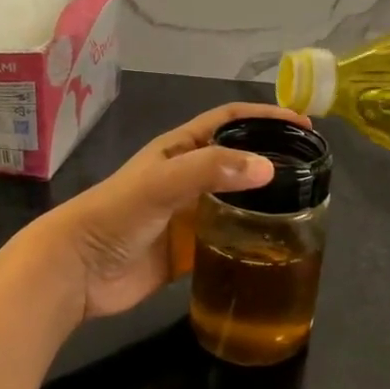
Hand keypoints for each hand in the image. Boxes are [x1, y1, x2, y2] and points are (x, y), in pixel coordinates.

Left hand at [28, 102, 308, 321]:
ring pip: (237, 201)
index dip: (265, 117)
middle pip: (238, 161)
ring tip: (305, 207)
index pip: (230, 121)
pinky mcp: (189, 250)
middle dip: (272, 159)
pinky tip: (275, 246)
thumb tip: (268, 167)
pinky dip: (251, 239)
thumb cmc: (114, 215)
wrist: (77, 271)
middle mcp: (188, 178)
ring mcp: (189, 215)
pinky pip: (228, 238)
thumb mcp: (161, 183)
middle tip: (312, 169)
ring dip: (265, 201)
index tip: (303, 124)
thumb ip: (210, 170)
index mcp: (179, 150)